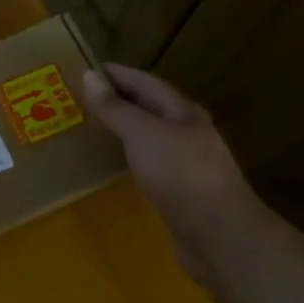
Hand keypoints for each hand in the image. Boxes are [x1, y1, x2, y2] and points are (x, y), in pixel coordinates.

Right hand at [82, 64, 265, 285]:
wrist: (218, 233)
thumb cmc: (180, 174)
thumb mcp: (143, 134)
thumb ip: (116, 108)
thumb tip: (89, 75)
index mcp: (182, 112)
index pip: (147, 82)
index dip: (118, 74)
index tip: (87, 68)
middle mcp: (188, 132)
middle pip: (151, 107)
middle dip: (121, 98)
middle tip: (84, 96)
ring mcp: (186, 163)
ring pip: (151, 135)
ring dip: (125, 127)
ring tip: (94, 125)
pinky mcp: (180, 190)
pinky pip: (150, 162)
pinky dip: (130, 155)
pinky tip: (116, 163)